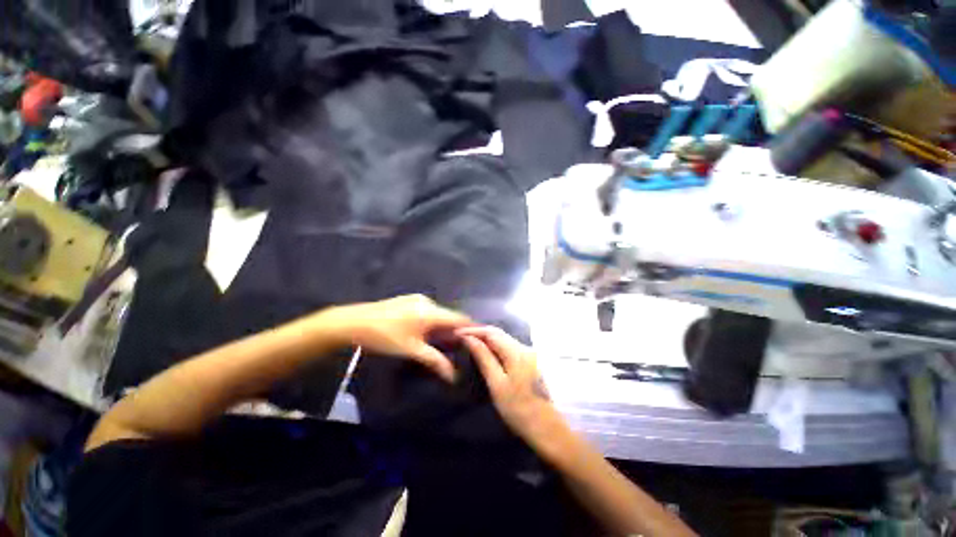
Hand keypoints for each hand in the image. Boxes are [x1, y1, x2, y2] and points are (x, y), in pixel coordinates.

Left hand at [324, 295, 472, 381]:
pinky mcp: (408, 300)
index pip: (460, 318)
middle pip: (449, 316)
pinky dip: (432, 322)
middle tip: (457, 348)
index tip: (478, 341)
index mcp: (432, 311)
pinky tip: (424, 333)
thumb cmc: (385, 337)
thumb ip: (435, 361)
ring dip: (442, 327)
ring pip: (438, 314)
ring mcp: (417, 299)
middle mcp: (428, 301)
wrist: (353, 322)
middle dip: (455, 331)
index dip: (471, 328)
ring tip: (441, 343)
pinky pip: (428, 311)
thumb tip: (454, 376)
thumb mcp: (412, 350)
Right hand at [458, 326, 571, 448]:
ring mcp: (529, 353)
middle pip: (498, 333)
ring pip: (504, 338)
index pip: (491, 332)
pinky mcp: (531, 360)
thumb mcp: (497, 384)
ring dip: (487, 338)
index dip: (473, 331)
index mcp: (516, 351)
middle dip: (479, 332)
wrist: (548, 428)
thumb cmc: (519, 409)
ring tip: (471, 342)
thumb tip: (469, 339)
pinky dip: (496, 345)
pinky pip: (509, 346)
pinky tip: (487, 351)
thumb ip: (484, 358)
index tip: (457, 334)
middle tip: (462, 337)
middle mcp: (524, 346)